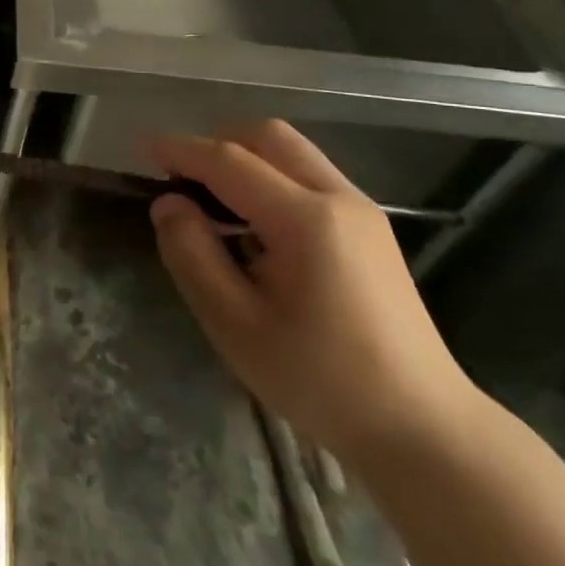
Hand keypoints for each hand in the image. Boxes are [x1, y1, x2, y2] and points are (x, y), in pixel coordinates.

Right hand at [149, 121, 480, 464]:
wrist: (422, 428)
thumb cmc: (319, 379)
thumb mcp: (234, 323)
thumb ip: (192, 253)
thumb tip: (168, 203)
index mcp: (305, 219)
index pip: (229, 161)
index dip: (180, 149)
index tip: (142, 147)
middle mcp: (338, 198)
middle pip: (267, 136)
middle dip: (216, 143)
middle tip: (180, 177)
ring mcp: (361, 210)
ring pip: (291, 152)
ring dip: (244, 159)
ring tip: (212, 203)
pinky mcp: (370, 228)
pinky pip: (309, 176)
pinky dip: (270, 178)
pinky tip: (253, 225)